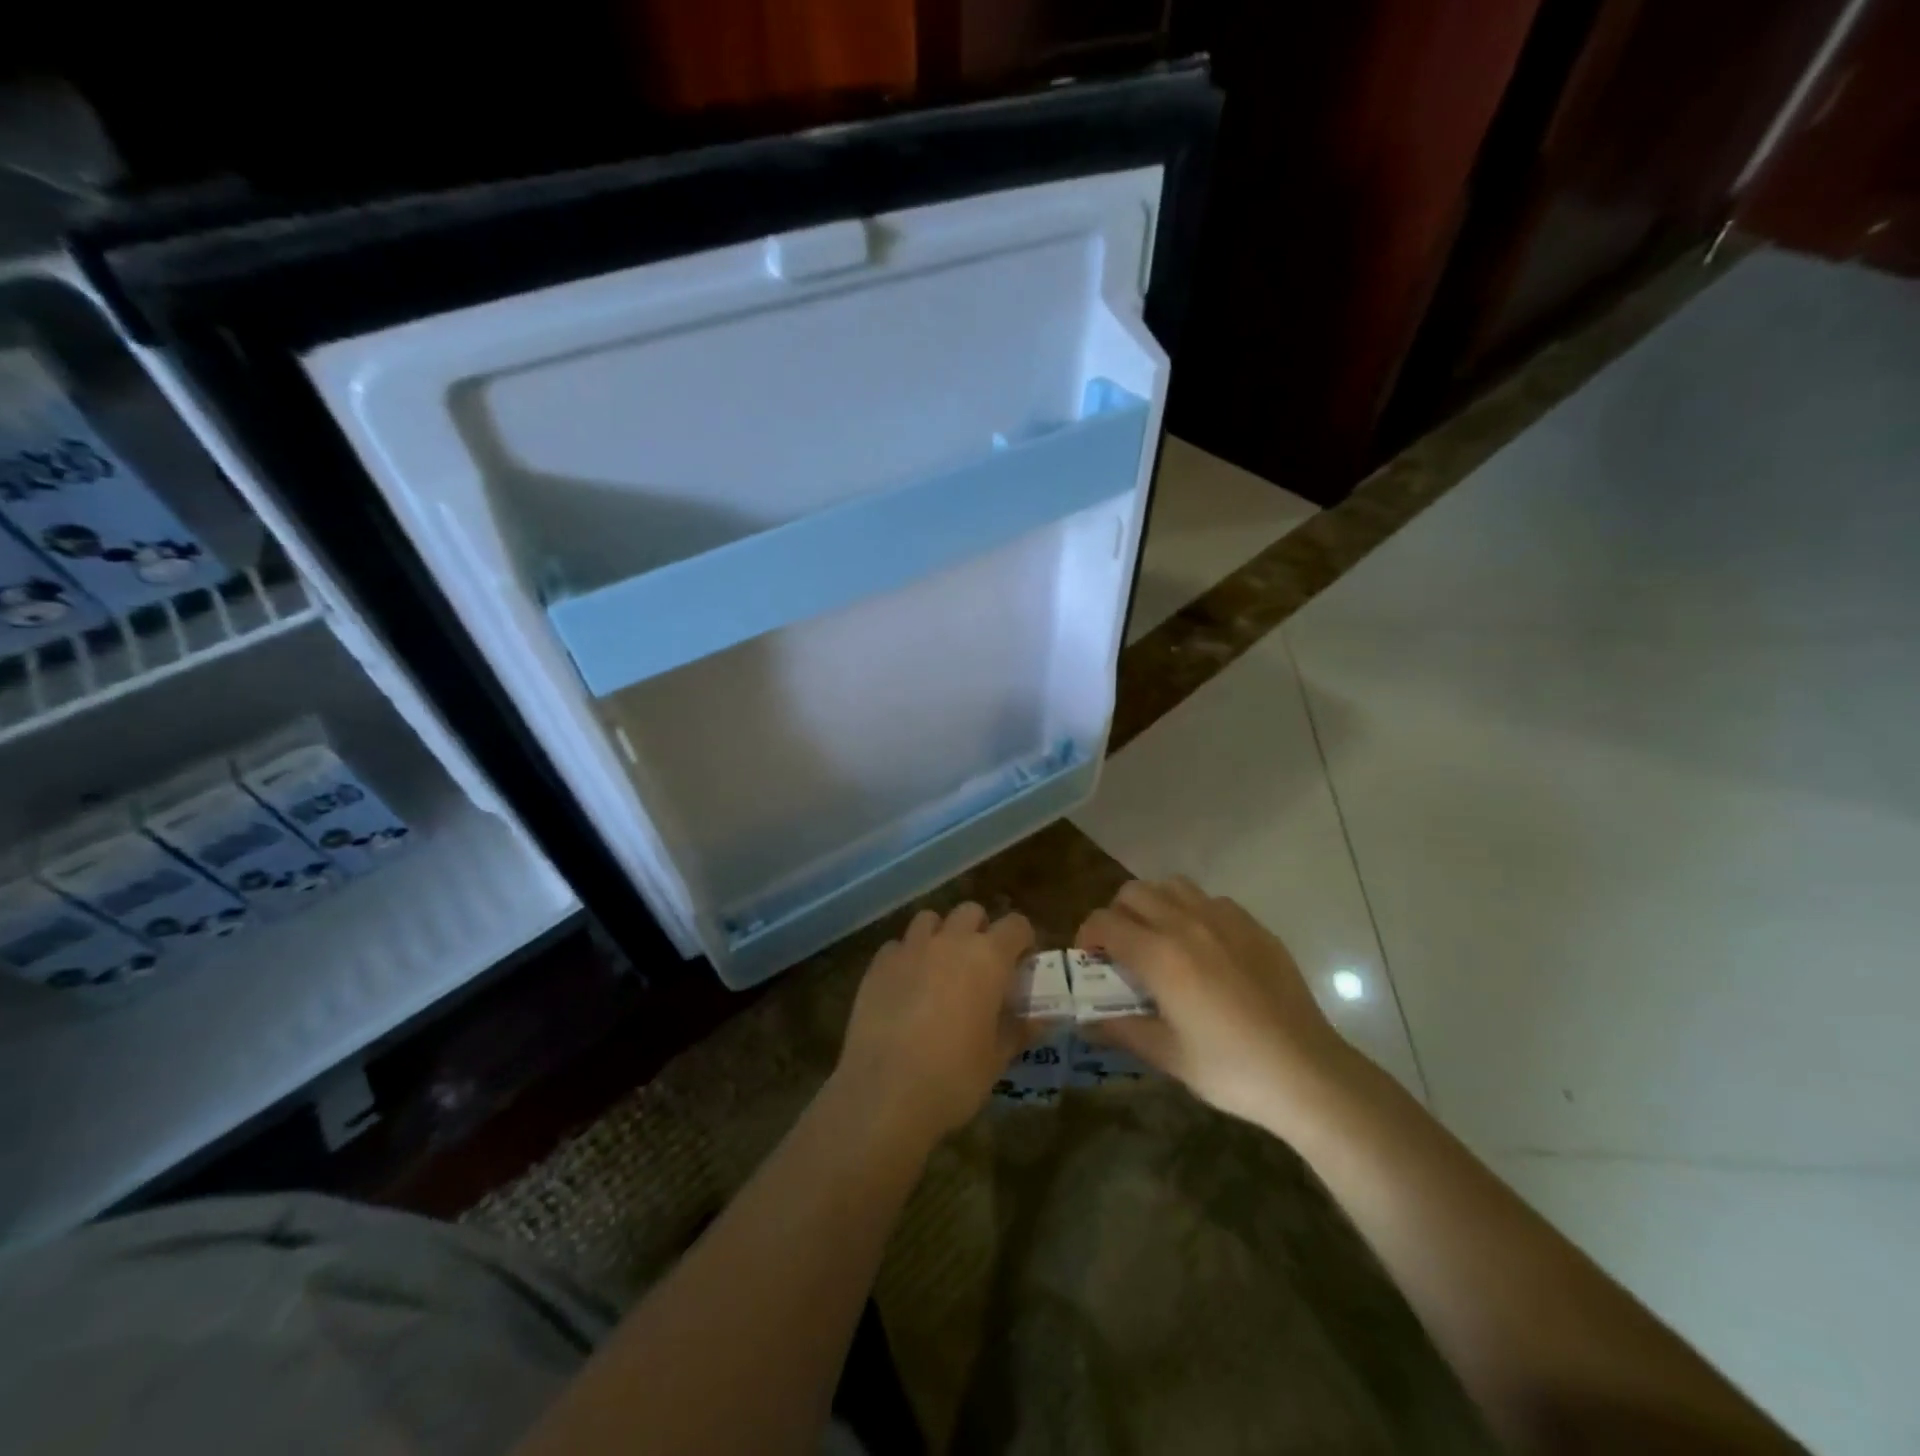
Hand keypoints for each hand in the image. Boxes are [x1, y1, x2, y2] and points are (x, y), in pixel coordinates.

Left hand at [834, 902, 1034, 1141]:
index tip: (1022, 962)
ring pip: (930, 919)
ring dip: (941, 935)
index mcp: (988, 958)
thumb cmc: (954, 1077)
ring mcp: (910, 948)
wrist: (884, 1093)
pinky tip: (906, 986)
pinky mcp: (878, 964)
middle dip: (980, 930)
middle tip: (981, 965)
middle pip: (970, 912)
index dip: (1022, 940)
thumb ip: (1019, 1030)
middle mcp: (950, 941)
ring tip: (941, 967)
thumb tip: (1039, 1020)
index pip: (1016, 925)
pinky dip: (907, 957)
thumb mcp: (997, 1059)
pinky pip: (898, 945)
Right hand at [1076, 878, 1363, 1133]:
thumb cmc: (1230, 1069)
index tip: (1091, 961)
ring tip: (1161, 939)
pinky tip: (1205, 948)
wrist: (1307, 1073)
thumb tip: (1085, 1021)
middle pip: (1133, 892)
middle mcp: (1186, 924)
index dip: (1088, 936)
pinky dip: (1193, 911)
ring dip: (1154, 904)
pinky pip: (1210, 900)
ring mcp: (1224, 919)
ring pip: (1172, 885)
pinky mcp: (1254, 926)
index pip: (1104, 922)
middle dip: (1117, 915)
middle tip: (1123, 950)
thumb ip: (1121, 1029)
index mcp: (1159, 955)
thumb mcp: (1167, 1055)